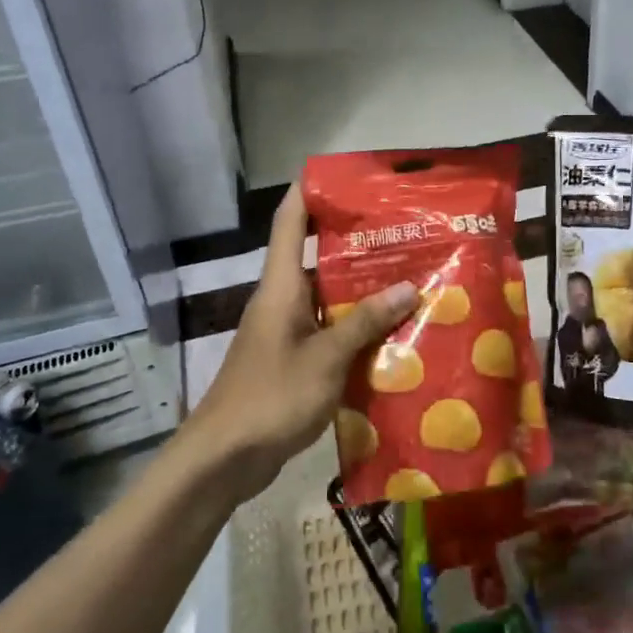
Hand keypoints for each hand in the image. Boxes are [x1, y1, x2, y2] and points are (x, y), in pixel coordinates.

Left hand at [184, 185, 417, 500]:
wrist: (224, 459)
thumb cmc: (272, 397)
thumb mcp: (327, 358)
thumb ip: (365, 322)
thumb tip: (409, 287)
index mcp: (281, 285)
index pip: (289, 220)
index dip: (309, 190)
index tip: (343, 173)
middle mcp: (281, 299)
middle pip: (314, 254)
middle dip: (354, 240)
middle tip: (401, 231)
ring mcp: (284, 330)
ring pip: (325, 295)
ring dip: (360, 287)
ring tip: (407, 275)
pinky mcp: (291, 359)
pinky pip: (326, 328)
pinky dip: (354, 325)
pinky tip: (389, 331)